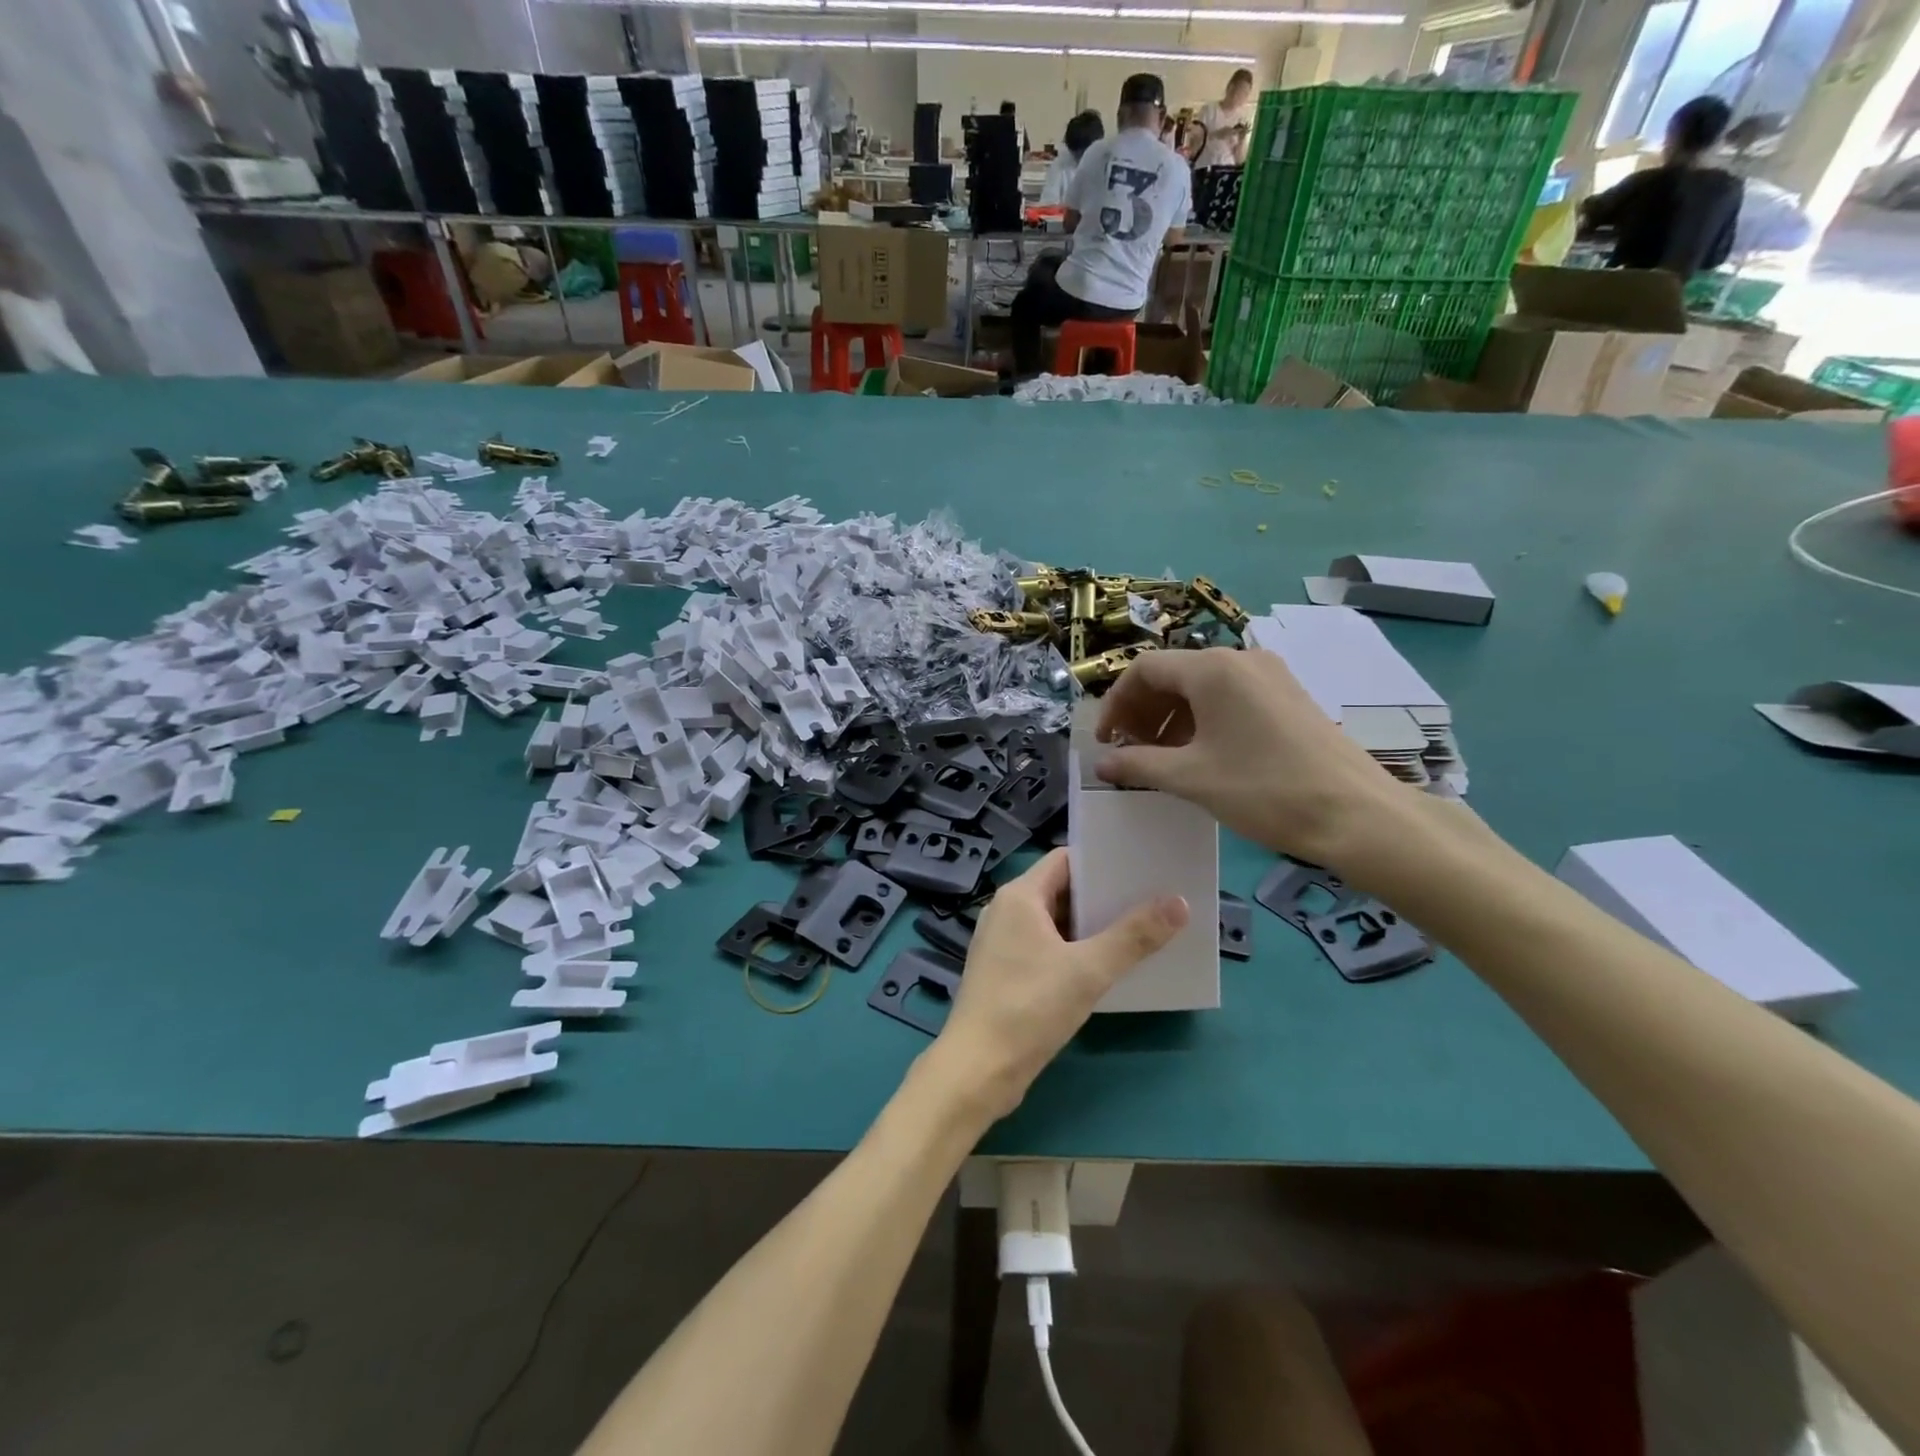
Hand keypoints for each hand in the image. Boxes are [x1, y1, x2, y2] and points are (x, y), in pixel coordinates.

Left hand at [928, 849, 1186, 1122]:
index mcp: (1020, 896)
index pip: (1065, 859)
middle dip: (1103, 896)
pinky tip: (1108, 966)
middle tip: (1152, 899)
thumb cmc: (1029, 1008)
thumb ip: (1134, 936)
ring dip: (1092, 927)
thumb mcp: (1088, 971)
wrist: (978, 1070)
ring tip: (1140, 930)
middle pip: (1062, 890)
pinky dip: (1076, 951)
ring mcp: (1004, 943)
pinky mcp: (1007, 973)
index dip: (1102, 860)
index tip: (1141, 866)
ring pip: (1056, 922)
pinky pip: (1048, 948)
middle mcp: (1007, 911)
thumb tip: (1179, 902)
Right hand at [1093, 647, 1407, 868]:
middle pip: (1173, 674)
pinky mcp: (1287, 697)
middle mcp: (1240, 660)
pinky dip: (1202, 720)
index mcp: (1213, 669)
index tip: (1106, 741)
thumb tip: (1101, 764)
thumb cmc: (1265, 790)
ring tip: (1160, 759)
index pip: (1144, 669)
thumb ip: (1138, 765)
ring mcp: (1269, 676)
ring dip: (1170, 718)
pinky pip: (1230, 698)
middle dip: (1142, 711)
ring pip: (1202, 687)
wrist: (1356, 814)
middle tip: (1129, 751)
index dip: (1115, 703)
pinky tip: (1199, 756)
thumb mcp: (1191, 779)